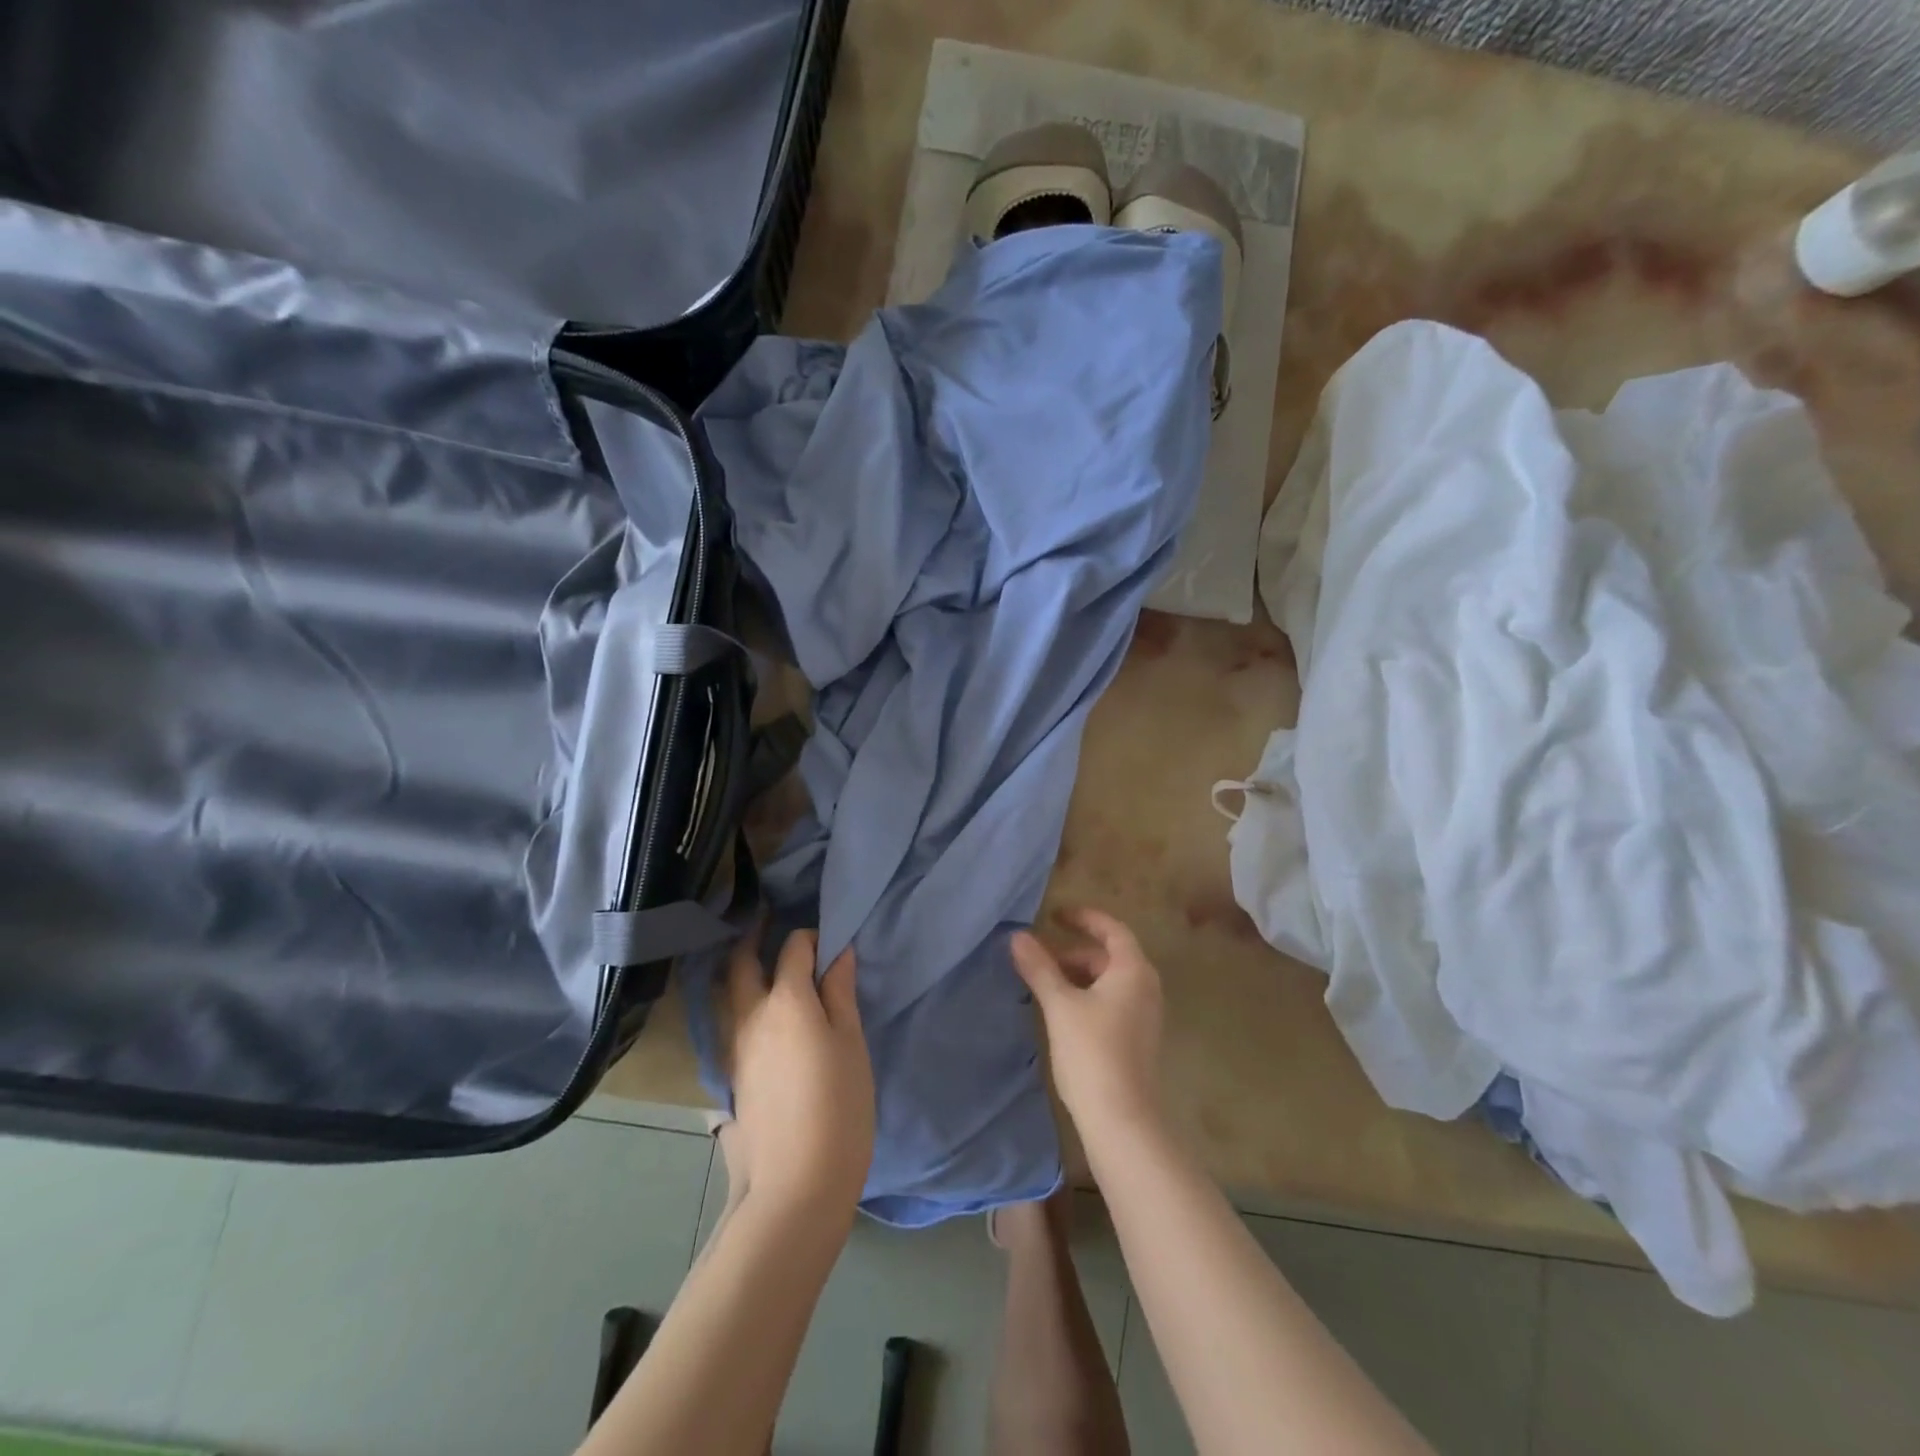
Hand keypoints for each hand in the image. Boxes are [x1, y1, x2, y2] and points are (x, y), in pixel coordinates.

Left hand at [724, 927, 875, 1218]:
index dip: (811, 938)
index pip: (794, 950)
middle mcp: (751, 1016)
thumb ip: (840, 995)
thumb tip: (838, 953)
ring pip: (727, 993)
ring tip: (758, 959)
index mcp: (787, 1001)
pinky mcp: (728, 1076)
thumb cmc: (838, 1108)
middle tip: (767, 920)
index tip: (828, 942)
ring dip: (740, 968)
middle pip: (742, 963)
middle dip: (754, 937)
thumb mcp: (851, 1046)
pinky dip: (738, 1002)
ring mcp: (733, 1048)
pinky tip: (756, 1012)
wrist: (794, 1186)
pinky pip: (728, 1022)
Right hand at [1011, 908, 1165, 1139]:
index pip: (1112, 929)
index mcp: (1133, 970)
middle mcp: (1145, 986)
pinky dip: (1087, 995)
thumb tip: (1018, 936)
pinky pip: (1111, 1001)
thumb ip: (1039, 967)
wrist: (1121, 1118)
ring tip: (1044, 985)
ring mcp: (1144, 1014)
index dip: (1084, 918)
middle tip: (1039, 959)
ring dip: (1078, 975)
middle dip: (1073, 952)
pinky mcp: (1137, 1037)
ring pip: (1108, 980)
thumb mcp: (1060, 1004)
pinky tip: (1062, 1012)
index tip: (1055, 916)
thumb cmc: (1092, 1051)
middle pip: (1108, 955)